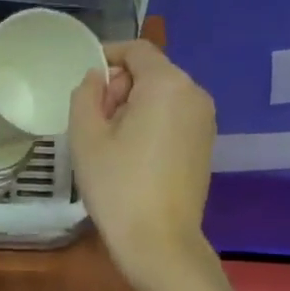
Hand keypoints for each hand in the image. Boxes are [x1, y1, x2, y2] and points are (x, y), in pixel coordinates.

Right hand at [68, 40, 217, 287]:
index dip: (108, 55)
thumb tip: (97, 77)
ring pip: (162, 95)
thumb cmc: (117, 184)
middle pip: (151, 72)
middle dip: (119, 85)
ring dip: (133, 105)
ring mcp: (205, 121)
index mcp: (167, 84)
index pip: (137, 50)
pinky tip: (130, 153)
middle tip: (92, 118)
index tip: (84, 80)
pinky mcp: (205, 144)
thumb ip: (86, 95)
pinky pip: (173, 117)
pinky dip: (150, 122)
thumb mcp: (86, 136)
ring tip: (108, 139)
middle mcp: (194, 94)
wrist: (159, 240)